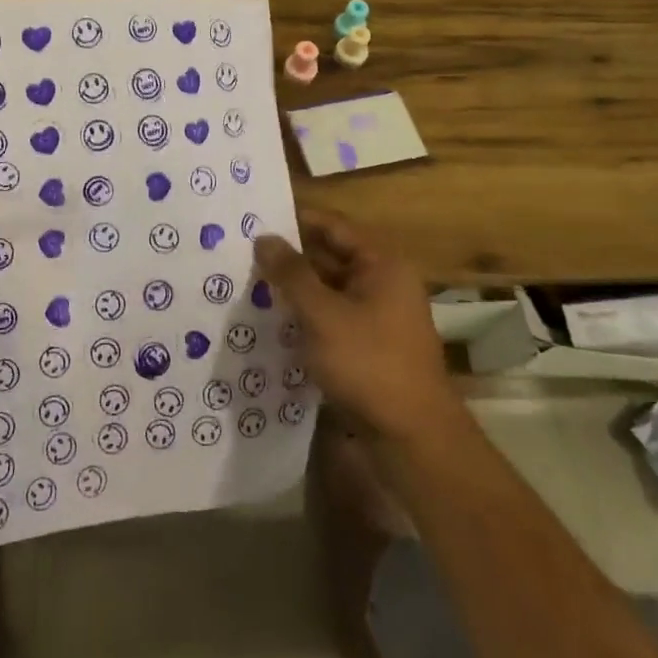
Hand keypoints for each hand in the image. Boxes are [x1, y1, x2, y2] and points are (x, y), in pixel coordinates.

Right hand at [255, 209, 459, 445]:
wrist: (412, 438)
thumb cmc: (369, 363)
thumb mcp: (322, 314)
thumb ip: (291, 274)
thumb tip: (264, 238)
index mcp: (382, 264)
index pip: (333, 226)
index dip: (296, 220)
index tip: (256, 218)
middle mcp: (383, 282)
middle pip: (331, 256)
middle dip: (290, 256)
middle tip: (244, 252)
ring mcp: (378, 315)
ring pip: (329, 289)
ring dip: (295, 288)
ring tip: (250, 283)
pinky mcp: (369, 345)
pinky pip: (332, 316)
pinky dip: (306, 314)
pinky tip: (273, 320)